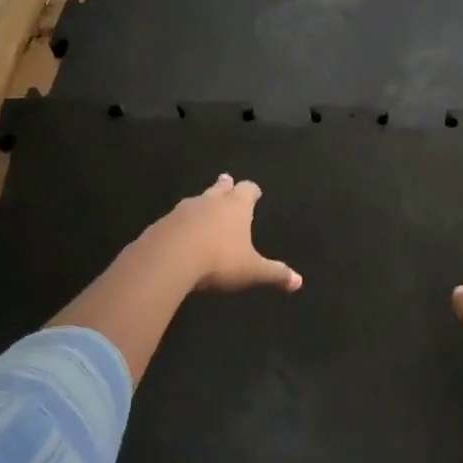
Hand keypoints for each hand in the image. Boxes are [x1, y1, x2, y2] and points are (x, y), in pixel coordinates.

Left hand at [149, 174, 301, 293]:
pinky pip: (176, 218)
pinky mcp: (163, 223)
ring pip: (197, 200)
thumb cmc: (218, 260)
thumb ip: (274, 274)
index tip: (255, 192)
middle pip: (220, 187)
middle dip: (225, 186)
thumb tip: (299, 282)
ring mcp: (184, 210)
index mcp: (236, 207)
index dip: (252, 191)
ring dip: (203, 203)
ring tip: (205, 207)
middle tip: (227, 181)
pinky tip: (181, 232)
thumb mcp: (251, 271)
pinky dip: (182, 222)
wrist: (168, 259)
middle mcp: (211, 201)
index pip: (248, 190)